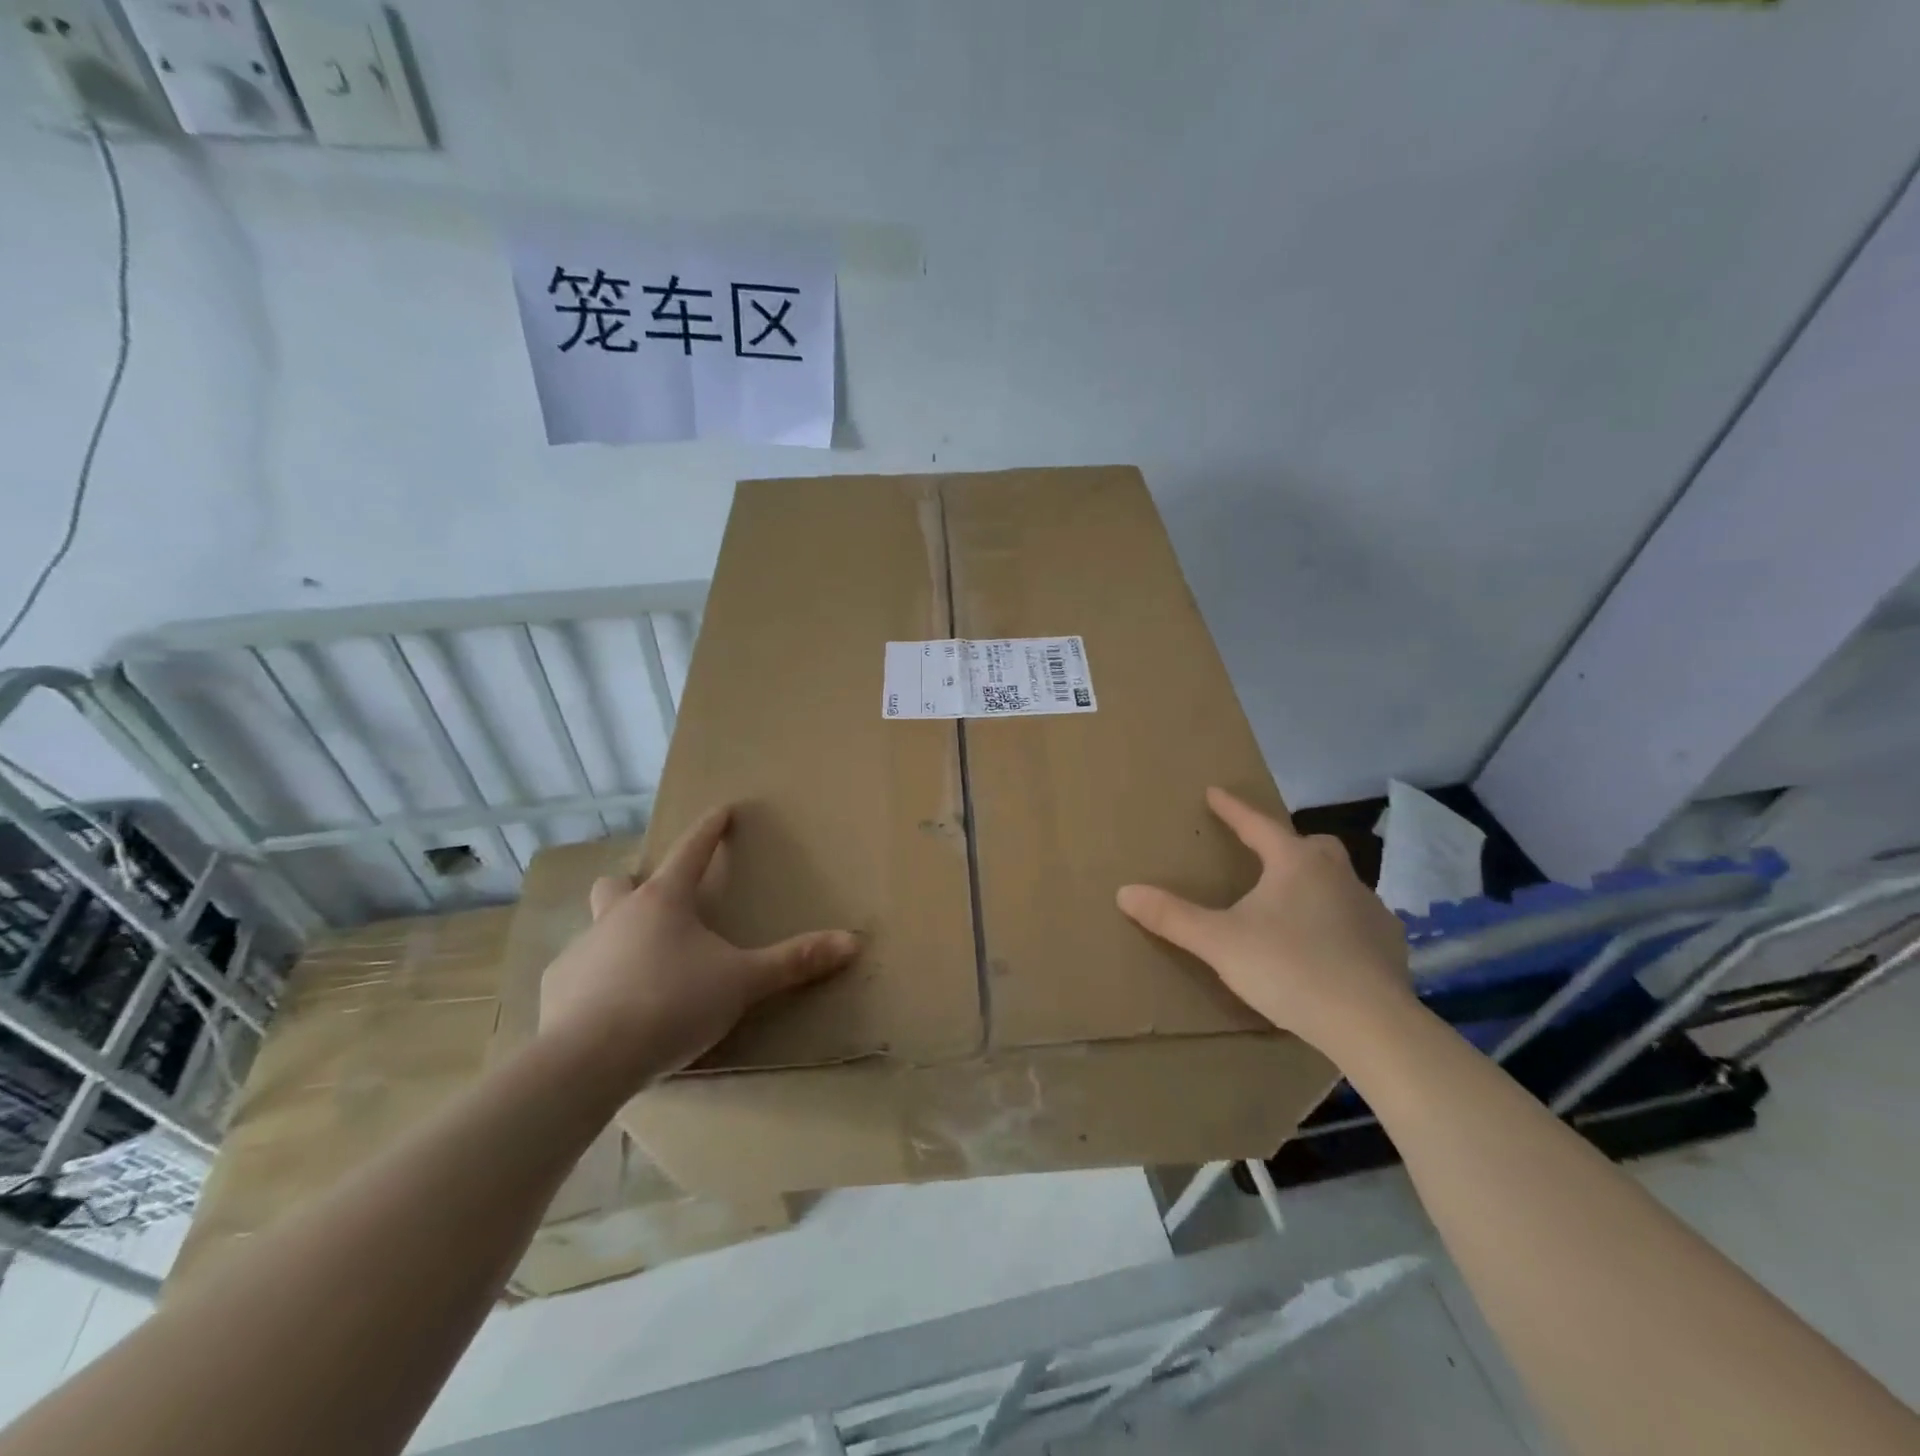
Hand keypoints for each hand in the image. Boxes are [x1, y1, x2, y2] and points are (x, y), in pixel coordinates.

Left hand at [538, 806, 859, 1092]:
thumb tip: (852, 941)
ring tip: (638, 967)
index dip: (710, 829)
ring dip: (615, 935)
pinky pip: (577, 973)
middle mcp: (617, 916)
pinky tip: (608, 1011)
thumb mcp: (742, 982)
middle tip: (658, 906)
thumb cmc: (672, 1003)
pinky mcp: (556, 989)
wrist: (589, 1060)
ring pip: (596, 927)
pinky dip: (594, 981)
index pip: (691, 851)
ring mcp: (582, 951)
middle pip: (620, 883)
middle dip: (637, 885)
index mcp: (664, 903)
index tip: (722, 809)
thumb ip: (794, 961)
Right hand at [1116, 787, 1412, 1054]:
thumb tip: (1125, 892)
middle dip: (1285, 844)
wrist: (1371, 1024)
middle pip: (1310, 845)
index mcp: (1295, 863)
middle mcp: (1337, 875)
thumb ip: (1173, 917)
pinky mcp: (1389, 943)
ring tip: (1292, 906)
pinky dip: (1339, 921)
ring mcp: (1370, 908)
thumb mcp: (1219, 943)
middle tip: (1264, 855)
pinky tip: (1328, 946)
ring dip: (1314, 883)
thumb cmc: (1289, 969)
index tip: (1214, 792)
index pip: (1257, 824)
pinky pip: (1357, 918)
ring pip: (1338, 881)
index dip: (1232, 809)